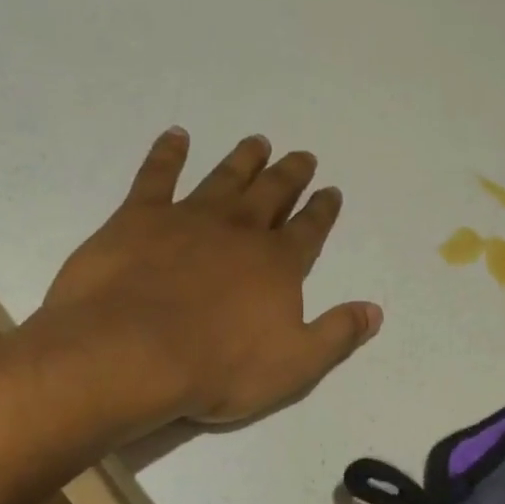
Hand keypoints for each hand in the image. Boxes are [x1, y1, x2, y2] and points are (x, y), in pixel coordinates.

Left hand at [27, 129, 381, 425]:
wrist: (130, 354)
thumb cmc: (219, 367)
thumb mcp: (296, 364)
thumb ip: (338, 334)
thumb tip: (374, 311)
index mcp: (278, 264)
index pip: (309, 230)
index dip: (323, 210)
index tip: (331, 191)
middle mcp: (240, 230)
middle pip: (272, 193)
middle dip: (290, 175)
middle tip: (301, 156)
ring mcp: (188, 218)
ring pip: (225, 178)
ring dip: (244, 159)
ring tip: (257, 142)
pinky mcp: (138, 217)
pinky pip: (157, 175)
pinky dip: (168, 153)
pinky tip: (177, 136)